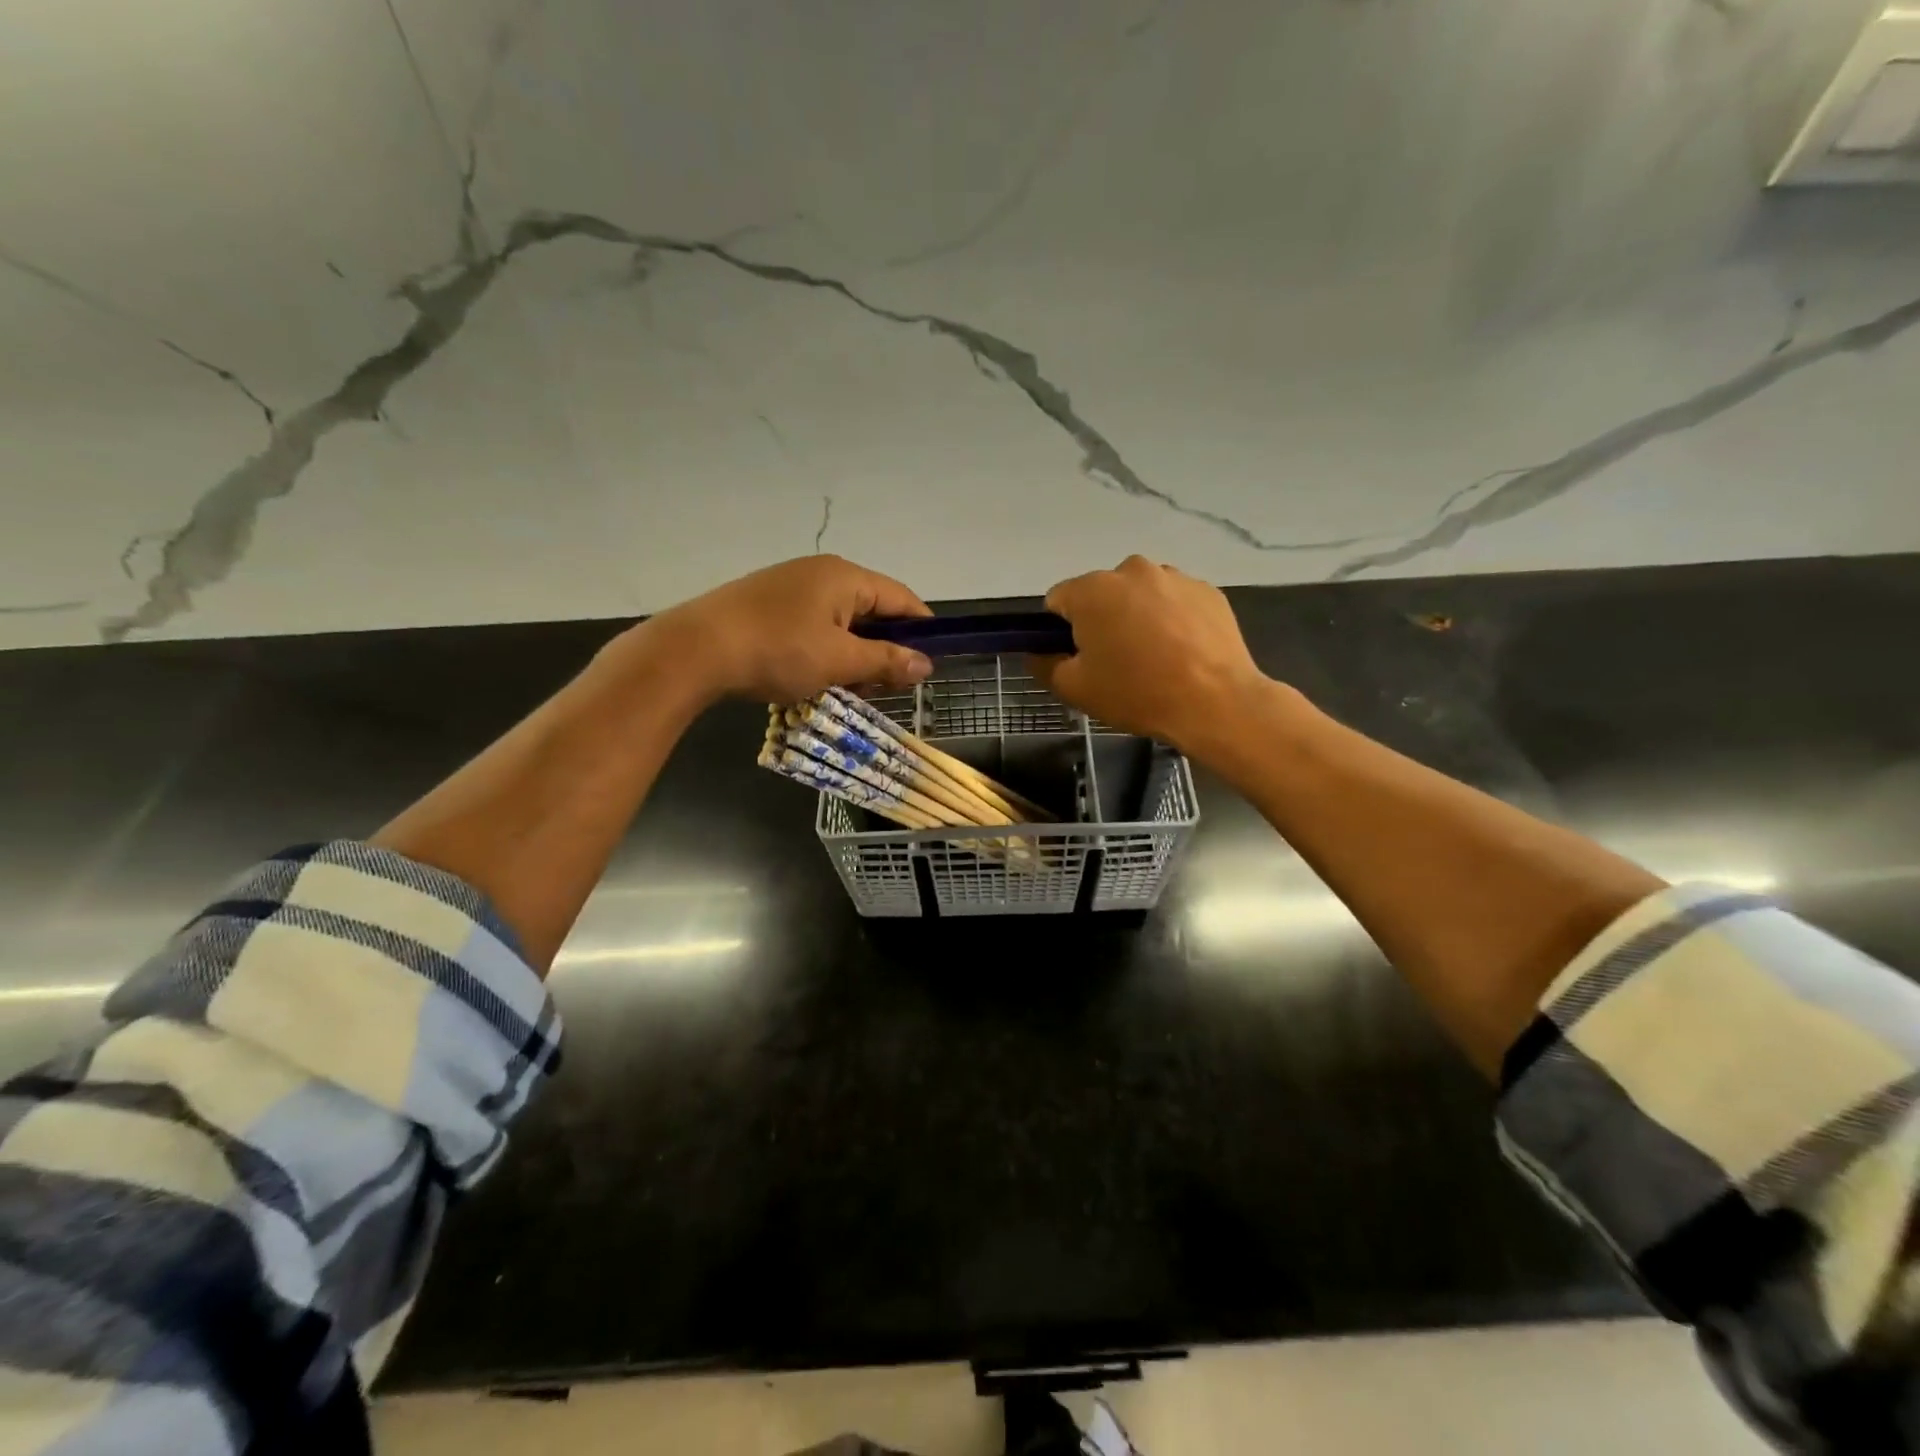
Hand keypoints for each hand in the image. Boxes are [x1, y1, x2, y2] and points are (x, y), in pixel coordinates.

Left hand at [641, 555, 934, 704]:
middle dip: (883, 649)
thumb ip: (886, 661)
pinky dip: (824, 651)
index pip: (901, 598)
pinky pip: (812, 625)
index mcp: (845, 577)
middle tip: (885, 687)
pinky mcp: (767, 604)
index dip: (922, 629)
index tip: (932, 662)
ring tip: (848, 689)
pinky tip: (814, 677)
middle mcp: (821, 572)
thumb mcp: (839, 661)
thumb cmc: (778, 651)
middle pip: (871, 610)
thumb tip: (926, 664)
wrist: (695, 650)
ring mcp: (791, 586)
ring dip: (852, 655)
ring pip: (840, 621)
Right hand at [1032, 556, 1271, 752]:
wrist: (1216, 702)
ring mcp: (1174, 577)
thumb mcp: (1074, 689)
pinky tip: (1182, 653)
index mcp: (1092, 590)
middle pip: (1101, 594)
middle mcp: (1132, 570)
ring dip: (1137, 617)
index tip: (1076, 657)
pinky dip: (1171, 620)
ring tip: (1154, 658)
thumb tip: (1036, 652)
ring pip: (1140, 595)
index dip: (1060, 630)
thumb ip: (1044, 664)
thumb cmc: (1137, 693)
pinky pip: (1174, 602)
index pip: (1058, 600)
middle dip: (1101, 620)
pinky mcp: (1207, 590)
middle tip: (1115, 662)